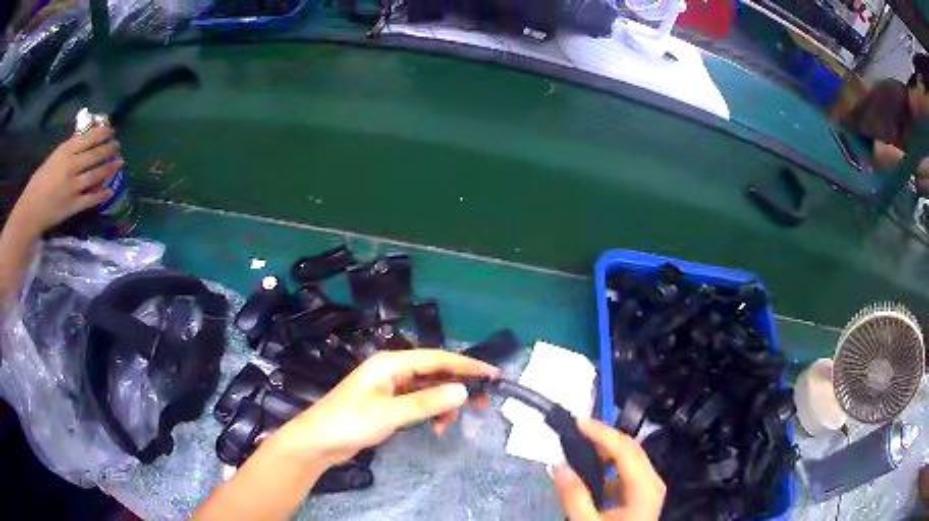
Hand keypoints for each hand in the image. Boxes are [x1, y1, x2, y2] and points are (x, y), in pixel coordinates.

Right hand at [11, 127, 121, 236]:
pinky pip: (91, 199)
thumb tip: (82, 141)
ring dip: (109, 168)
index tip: (111, 132)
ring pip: (97, 174)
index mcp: (66, 151)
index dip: (103, 134)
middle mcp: (72, 165)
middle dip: (109, 149)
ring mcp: (74, 186)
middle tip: (117, 146)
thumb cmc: (38, 182)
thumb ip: (68, 151)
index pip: (89, 138)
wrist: (31, 210)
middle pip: (95, 154)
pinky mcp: (73, 205)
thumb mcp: (53, 158)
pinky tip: (111, 191)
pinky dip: (102, 195)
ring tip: (119, 163)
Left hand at [274, 350, 500, 466]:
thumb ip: (427, 402)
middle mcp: (392, 370)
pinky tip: (435, 426)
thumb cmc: (350, 422)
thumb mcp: (390, 414)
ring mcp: (389, 387)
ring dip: (443, 403)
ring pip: (427, 388)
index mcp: (391, 363)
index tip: (493, 374)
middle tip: (482, 402)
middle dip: (458, 385)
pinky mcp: (387, 403)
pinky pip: (417, 402)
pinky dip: (430, 411)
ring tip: (451, 423)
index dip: (466, 365)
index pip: (437, 358)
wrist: (318, 442)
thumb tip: (463, 390)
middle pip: (434, 371)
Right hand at [554, 419, 664, 520]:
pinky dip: (607, 469)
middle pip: (631, 449)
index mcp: (644, 487)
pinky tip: (589, 475)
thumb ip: (574, 496)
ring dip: (605, 453)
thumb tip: (558, 465)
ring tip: (579, 450)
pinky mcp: (642, 496)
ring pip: (629, 460)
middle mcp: (652, 482)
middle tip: (577, 429)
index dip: (601, 433)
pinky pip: (626, 474)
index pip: (624, 450)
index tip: (577, 421)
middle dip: (604, 437)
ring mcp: (649, 489)